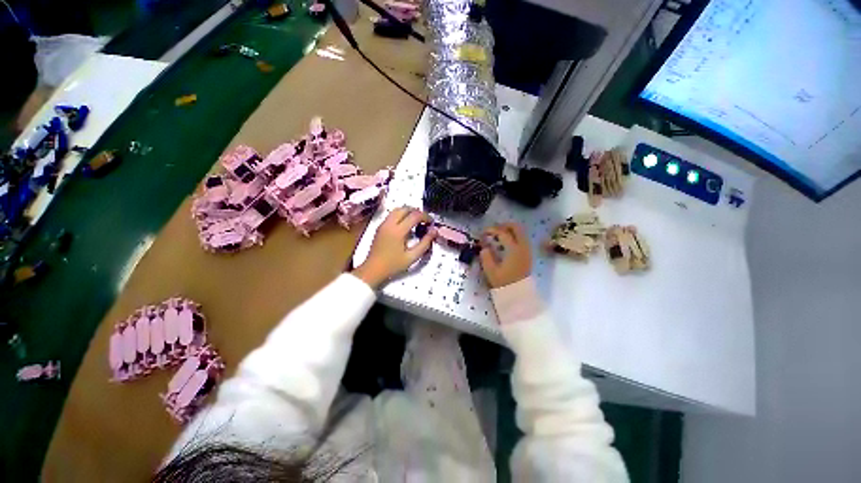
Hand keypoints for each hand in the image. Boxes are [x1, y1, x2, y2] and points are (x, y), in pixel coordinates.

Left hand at [354, 207, 435, 287]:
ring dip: (408, 212)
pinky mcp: (380, 227)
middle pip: (405, 208)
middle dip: (417, 212)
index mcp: (398, 231)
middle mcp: (389, 224)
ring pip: (397, 209)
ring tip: (416, 221)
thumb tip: (434, 231)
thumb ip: (425, 243)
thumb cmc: (393, 265)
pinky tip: (406, 225)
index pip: (415, 215)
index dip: (425, 216)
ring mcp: (383, 224)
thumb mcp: (412, 257)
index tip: (431, 222)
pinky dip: (401, 215)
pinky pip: (392, 215)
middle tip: (424, 221)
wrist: (373, 269)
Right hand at [480, 223, 531, 288]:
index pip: (503, 233)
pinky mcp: (528, 255)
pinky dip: (513, 236)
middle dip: (504, 225)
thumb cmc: (504, 283)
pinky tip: (505, 243)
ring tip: (497, 235)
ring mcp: (527, 250)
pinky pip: (522, 239)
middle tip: (493, 229)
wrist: (519, 295)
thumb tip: (485, 247)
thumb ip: (486, 257)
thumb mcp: (491, 271)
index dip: (492, 230)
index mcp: (513, 250)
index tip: (483, 232)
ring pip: (521, 232)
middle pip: (516, 227)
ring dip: (509, 230)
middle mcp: (522, 247)